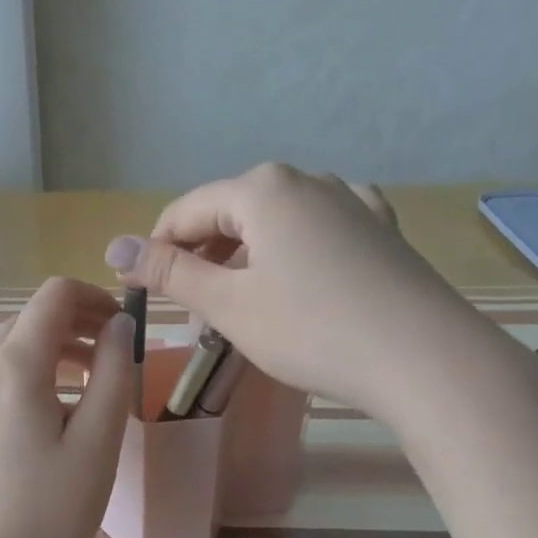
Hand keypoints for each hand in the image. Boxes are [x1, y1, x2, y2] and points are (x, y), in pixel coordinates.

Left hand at [0, 277, 134, 537]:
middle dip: (73, 329)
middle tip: (109, 363)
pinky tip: (34, 428)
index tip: (120, 325)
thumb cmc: (51, 508)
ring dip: (46, 358)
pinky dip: (17, 384)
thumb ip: (113, 370)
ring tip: (79, 396)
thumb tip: (120, 323)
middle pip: (28, 322)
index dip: (94, 298)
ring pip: (5, 354)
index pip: (54, 295)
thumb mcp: (98, 440)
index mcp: (14, 364)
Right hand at [106, 164, 493, 420]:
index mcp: (262, 188)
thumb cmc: (311, 329)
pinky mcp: (381, 229)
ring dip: (245, 261)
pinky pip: (318, 230)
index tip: (141, 293)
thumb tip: (113, 246)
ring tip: (242, 308)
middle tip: (194, 316)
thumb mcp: (228, 304)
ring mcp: (350, 200)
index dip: (155, 252)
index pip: (184, 212)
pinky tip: (299, 276)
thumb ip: (169, 271)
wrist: (424, 358)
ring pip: (274, 224)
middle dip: (203, 260)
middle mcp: (307, 179)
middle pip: (230, 214)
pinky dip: (293, 254)